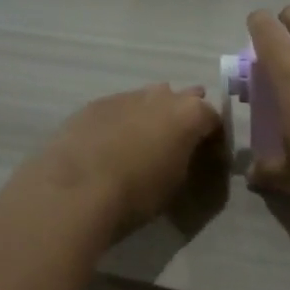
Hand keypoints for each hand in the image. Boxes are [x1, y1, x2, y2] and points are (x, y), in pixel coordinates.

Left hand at [28, 83, 224, 232]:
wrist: (75, 190)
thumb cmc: (137, 194)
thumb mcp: (176, 184)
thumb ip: (187, 160)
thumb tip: (185, 154)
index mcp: (190, 114)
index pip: (214, 118)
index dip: (214, 138)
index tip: (210, 157)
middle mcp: (161, 96)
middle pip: (183, 99)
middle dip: (184, 117)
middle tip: (178, 145)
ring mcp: (125, 96)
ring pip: (148, 99)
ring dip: (152, 116)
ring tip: (144, 143)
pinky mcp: (94, 105)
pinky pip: (119, 109)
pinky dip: (122, 122)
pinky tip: (112, 144)